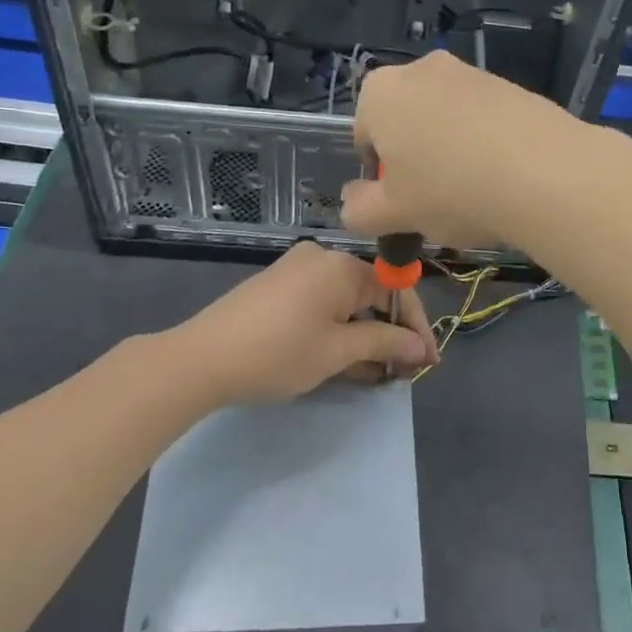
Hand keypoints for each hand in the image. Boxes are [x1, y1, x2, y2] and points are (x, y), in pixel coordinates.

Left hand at [170, 242, 435, 405]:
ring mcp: (295, 270)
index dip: (415, 325)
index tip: (429, 360)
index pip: (395, 288)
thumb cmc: (278, 353)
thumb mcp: (337, 351)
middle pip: (370, 293)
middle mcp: (321, 257)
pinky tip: (346, 360)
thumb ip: (384, 343)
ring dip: (364, 335)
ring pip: (345, 302)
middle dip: (389, 333)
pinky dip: (337, 329)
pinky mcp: (277, 286)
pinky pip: (321, 304)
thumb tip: (421, 347)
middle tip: (403, 371)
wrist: (201, 359)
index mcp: (341, 265)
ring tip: (377, 373)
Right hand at [339, 51, 596, 249]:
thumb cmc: (450, 191)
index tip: (401, 202)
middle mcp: (421, 70)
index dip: (378, 174)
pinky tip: (503, 176)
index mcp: (380, 93)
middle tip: (434, 199)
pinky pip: (483, 118)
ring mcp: (469, 72)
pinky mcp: (510, 84)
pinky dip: (484, 143)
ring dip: (449, 150)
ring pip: (445, 119)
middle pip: (405, 122)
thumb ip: (360, 210)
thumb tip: (352, 202)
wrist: (544, 172)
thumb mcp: (394, 214)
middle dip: (414, 158)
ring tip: (474, 192)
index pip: (364, 135)